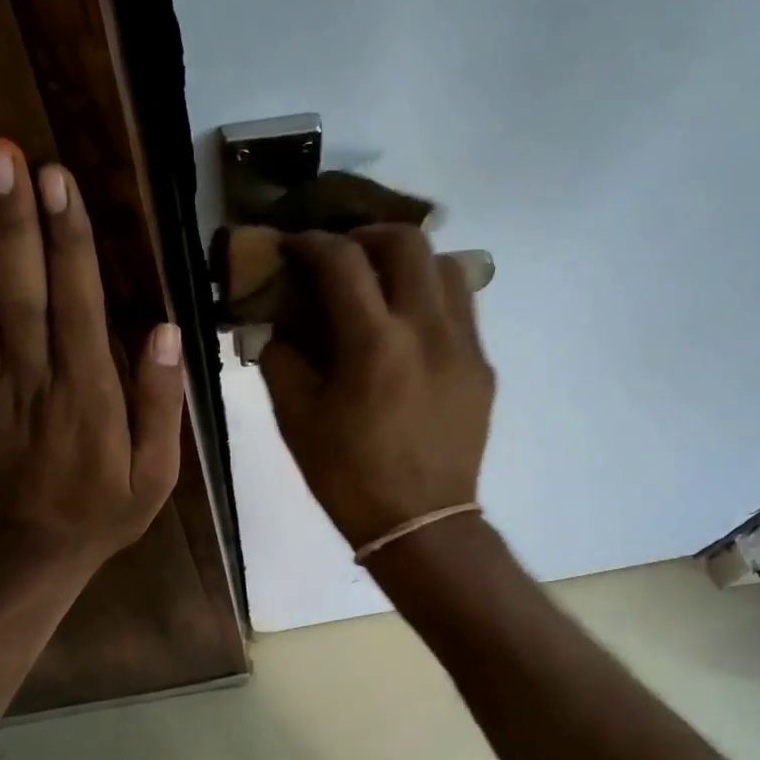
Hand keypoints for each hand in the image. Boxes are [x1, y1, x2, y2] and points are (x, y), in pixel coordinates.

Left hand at [0, 138, 183, 568]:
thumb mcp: (156, 475)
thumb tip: (167, 331)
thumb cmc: (100, 512)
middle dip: (9, 221)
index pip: (78, 306)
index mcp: (88, 396)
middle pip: (18, 291)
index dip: (67, 242)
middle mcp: (33, 380)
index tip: (57, 182)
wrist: (25, 556)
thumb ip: (161, 404)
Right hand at [260, 226, 493, 549]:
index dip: (311, 242)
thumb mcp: (297, 420)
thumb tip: (277, 321)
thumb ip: (281, 358)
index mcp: (374, 344)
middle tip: (343, 255)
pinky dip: (432, 298)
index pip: (342, 260)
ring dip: (408, 261)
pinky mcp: (483, 366)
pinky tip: (410, 327)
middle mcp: (427, 330)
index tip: (293, 246)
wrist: (421, 524)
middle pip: (407, 241)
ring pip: (446, 266)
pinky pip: (462, 308)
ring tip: (383, 283)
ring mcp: (464, 346)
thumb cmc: (349, 477)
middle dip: (367, 235)